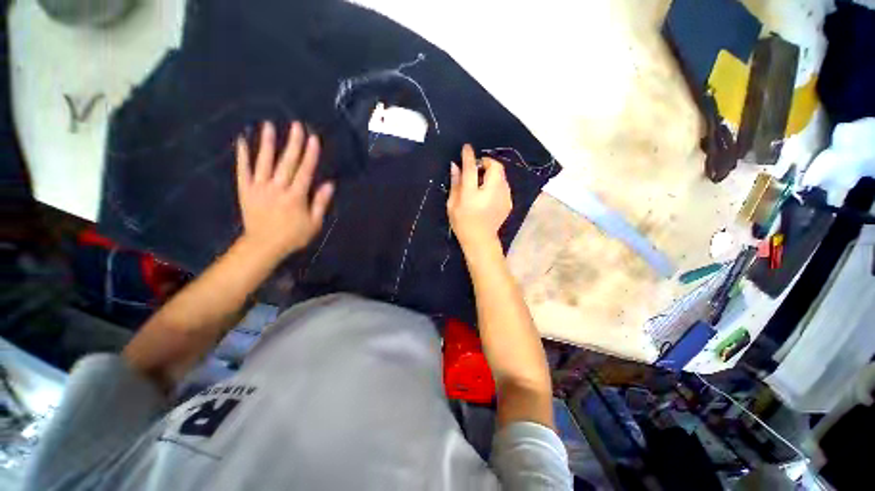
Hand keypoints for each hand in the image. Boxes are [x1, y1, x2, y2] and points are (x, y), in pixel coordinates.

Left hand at [236, 121, 333, 259]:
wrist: (263, 246)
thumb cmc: (293, 236)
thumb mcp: (314, 223)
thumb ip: (321, 202)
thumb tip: (330, 183)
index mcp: (296, 196)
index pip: (305, 171)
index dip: (310, 154)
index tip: (314, 138)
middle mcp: (277, 188)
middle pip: (287, 162)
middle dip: (293, 143)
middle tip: (296, 125)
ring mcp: (259, 188)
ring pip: (264, 162)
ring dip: (267, 143)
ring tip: (269, 125)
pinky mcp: (245, 190)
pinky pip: (243, 170)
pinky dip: (242, 156)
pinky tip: (241, 141)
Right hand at [447, 144, 511, 251]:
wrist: (480, 240)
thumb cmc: (462, 224)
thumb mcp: (452, 205)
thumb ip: (455, 184)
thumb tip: (455, 166)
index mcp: (473, 195)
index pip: (471, 169)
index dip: (469, 156)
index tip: (467, 148)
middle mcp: (491, 193)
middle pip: (495, 167)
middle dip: (486, 162)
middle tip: (476, 169)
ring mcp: (503, 197)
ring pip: (502, 174)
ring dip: (492, 172)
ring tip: (482, 182)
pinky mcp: (509, 201)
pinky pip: (504, 184)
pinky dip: (496, 182)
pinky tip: (488, 193)